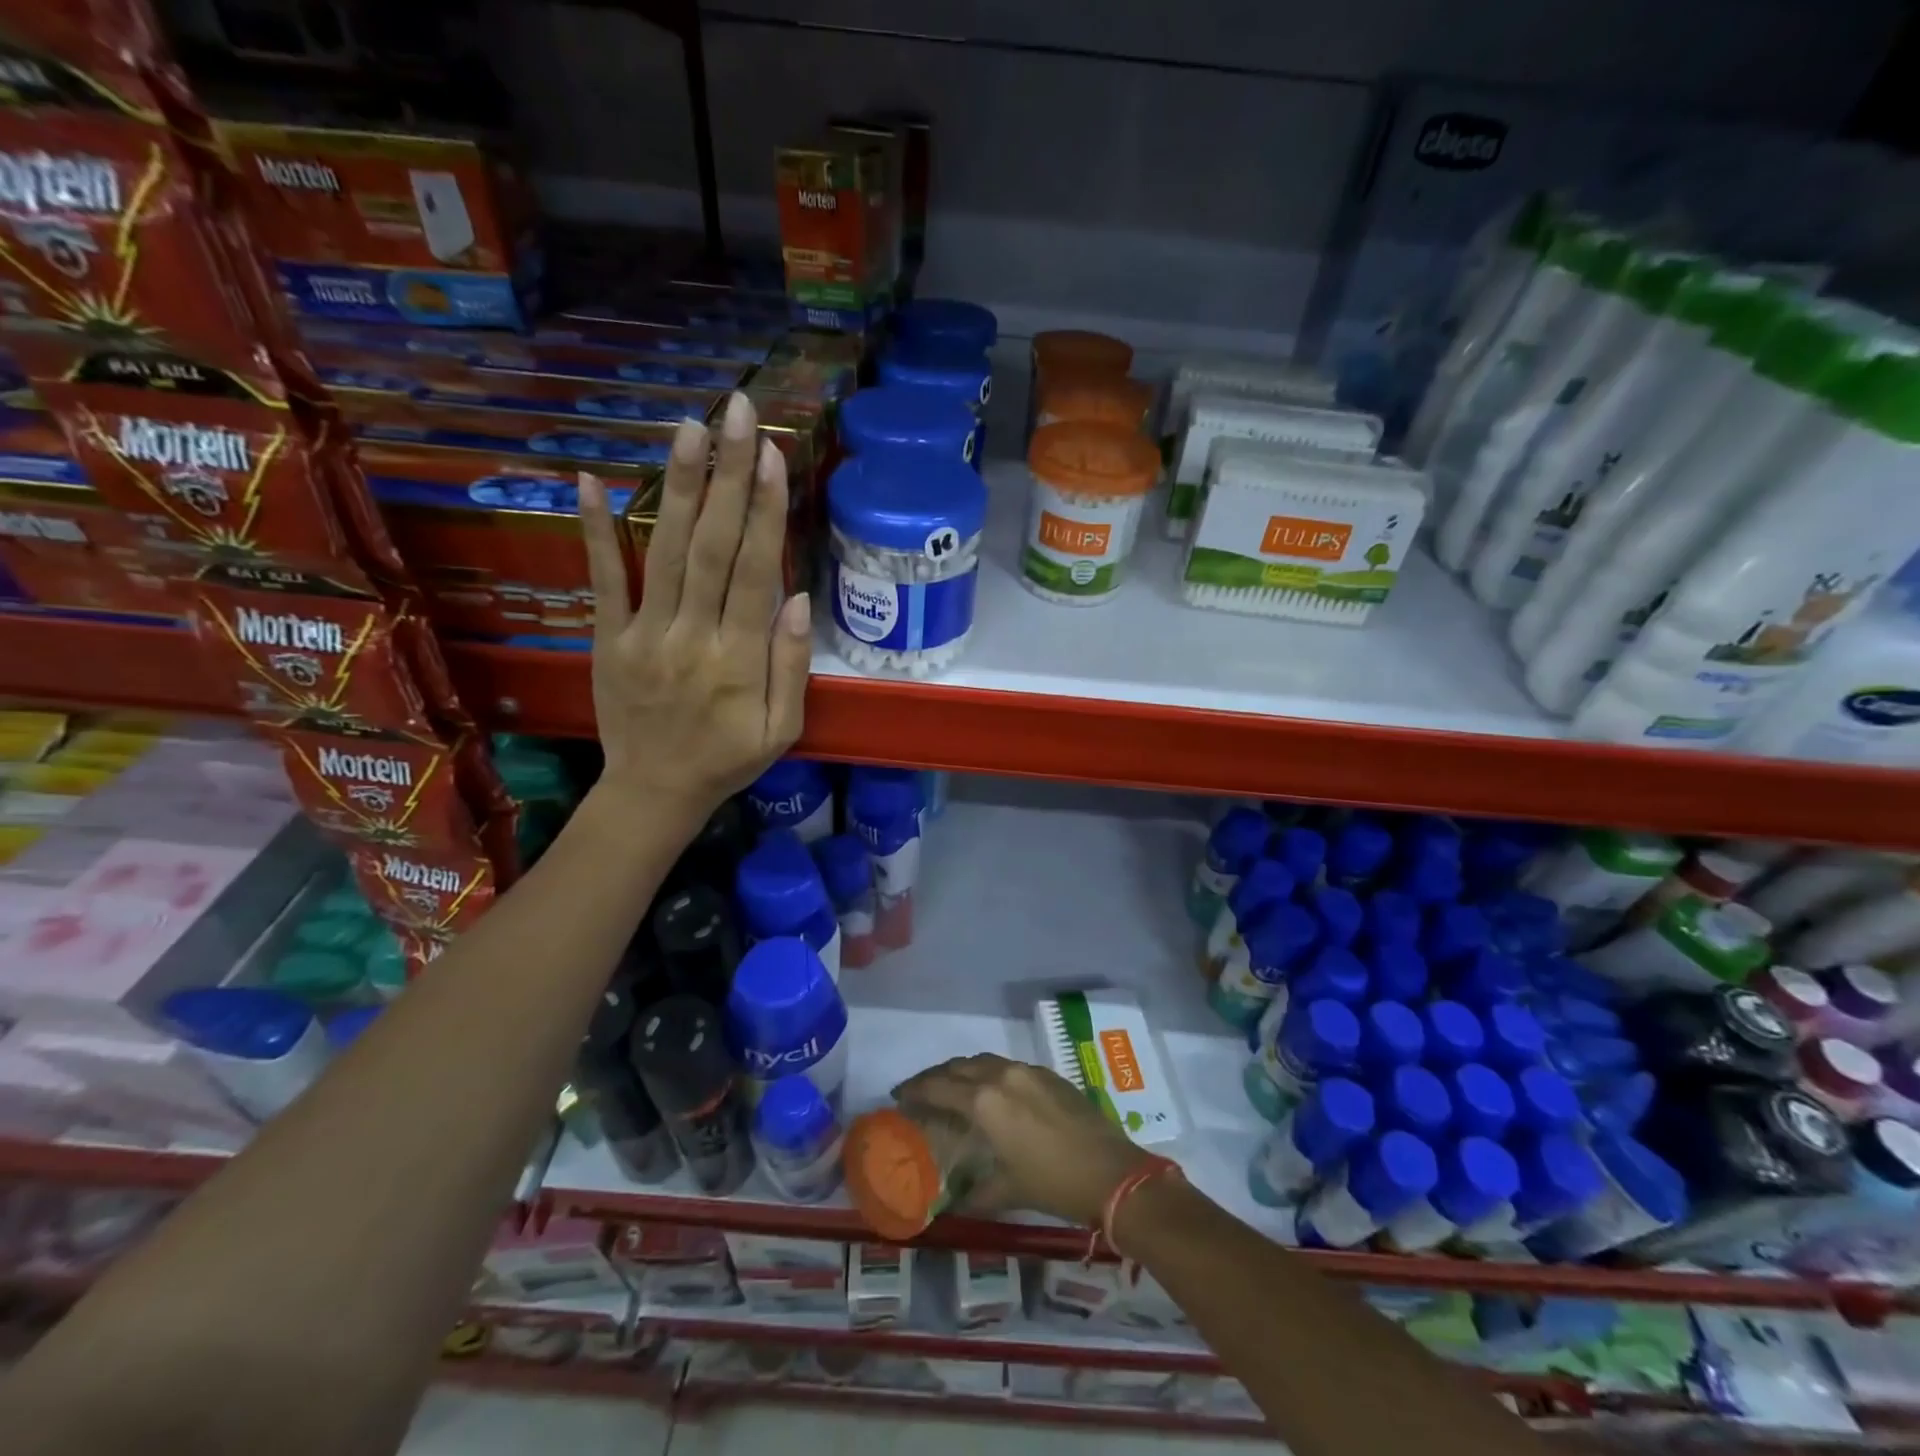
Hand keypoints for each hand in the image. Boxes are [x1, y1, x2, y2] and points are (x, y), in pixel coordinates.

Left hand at [577, 392, 811, 822]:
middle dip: (727, 476)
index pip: (753, 572)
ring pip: (664, 551)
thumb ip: (790, 668)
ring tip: (690, 428)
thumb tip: (795, 598)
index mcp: (738, 660)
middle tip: (737, 414)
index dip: (764, 511)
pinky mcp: (609, 637)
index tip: (772, 455)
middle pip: (711, 547)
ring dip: (677, 486)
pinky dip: (595, 531)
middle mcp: (691, 636)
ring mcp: (644, 633)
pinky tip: (591, 480)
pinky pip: (602, 579)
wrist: (653, 792)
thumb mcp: (781, 730)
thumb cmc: (727, 760)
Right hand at [893, 1054, 1155, 1227]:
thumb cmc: (1055, 1183)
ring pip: (985, 1061)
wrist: (1113, 1173)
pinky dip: (991, 1074)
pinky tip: (994, 1092)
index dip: (916, 1089)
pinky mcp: (1050, 1075)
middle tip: (921, 1090)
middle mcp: (1003, 1076)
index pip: (939, 1086)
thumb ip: (979, 1192)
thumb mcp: (1011, 1190)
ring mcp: (1029, 1071)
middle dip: (937, 1076)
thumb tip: (956, 1206)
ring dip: (964, 1071)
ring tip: (952, 1087)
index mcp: (986, 1101)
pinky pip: (1009, 1066)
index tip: (899, 1095)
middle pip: (960, 1066)